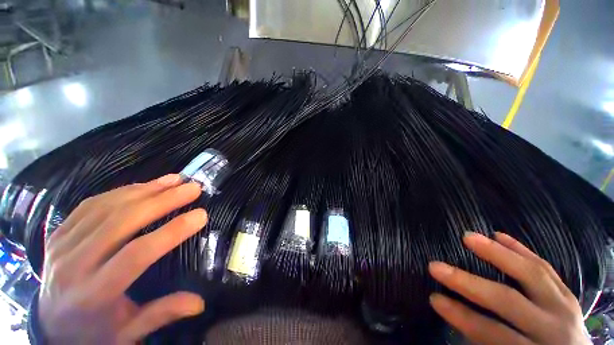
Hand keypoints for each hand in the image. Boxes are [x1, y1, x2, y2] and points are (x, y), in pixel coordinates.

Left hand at [38, 174, 207, 343]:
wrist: (50, 322)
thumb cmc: (94, 330)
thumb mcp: (127, 332)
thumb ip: (160, 314)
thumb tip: (199, 303)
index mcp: (94, 294)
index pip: (136, 254)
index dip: (171, 231)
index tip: (201, 215)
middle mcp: (74, 265)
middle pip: (122, 222)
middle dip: (164, 201)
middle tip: (193, 188)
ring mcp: (62, 244)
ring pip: (108, 207)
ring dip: (146, 190)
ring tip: (175, 180)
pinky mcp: (58, 232)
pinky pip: (92, 204)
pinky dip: (123, 190)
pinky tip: (145, 185)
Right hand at [428, 232, 589, 344]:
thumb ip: (488, 340)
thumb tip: (456, 316)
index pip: (493, 333)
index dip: (462, 317)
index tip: (434, 299)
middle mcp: (553, 328)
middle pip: (509, 301)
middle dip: (469, 283)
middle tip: (435, 266)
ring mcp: (564, 307)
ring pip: (532, 274)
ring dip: (497, 254)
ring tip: (468, 237)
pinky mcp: (567, 293)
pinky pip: (544, 267)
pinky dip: (521, 250)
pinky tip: (500, 235)